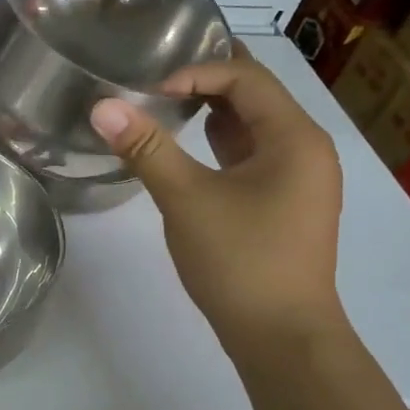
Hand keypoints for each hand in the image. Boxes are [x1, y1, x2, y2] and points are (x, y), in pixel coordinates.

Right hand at [91, 45, 345, 348]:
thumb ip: (147, 148)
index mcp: (295, 137)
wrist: (281, 337)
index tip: (148, 90)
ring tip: (164, 106)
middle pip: (256, 96)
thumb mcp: (187, 199)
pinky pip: (254, 156)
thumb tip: (102, 106)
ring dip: (213, 114)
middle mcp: (307, 148)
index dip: (196, 72)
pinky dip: (222, 145)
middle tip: (154, 78)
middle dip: (206, 83)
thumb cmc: (240, 262)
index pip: (246, 78)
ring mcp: (300, 178)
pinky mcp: (286, 203)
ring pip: (254, 128)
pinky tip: (188, 149)